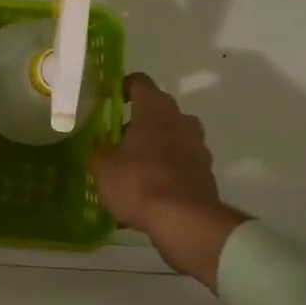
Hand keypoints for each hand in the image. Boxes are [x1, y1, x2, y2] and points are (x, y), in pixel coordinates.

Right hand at [91, 73, 246, 291]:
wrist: (185, 221)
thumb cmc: (138, 183)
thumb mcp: (103, 167)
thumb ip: (99, 149)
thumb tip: (101, 142)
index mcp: (154, 109)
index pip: (139, 82)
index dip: (123, 87)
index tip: (110, 100)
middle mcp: (180, 120)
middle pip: (157, 111)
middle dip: (138, 122)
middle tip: (116, 140)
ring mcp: (197, 146)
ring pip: (171, 137)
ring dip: (154, 147)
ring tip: (132, 169)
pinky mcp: (205, 172)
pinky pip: (180, 163)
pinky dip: (166, 170)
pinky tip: (149, 192)